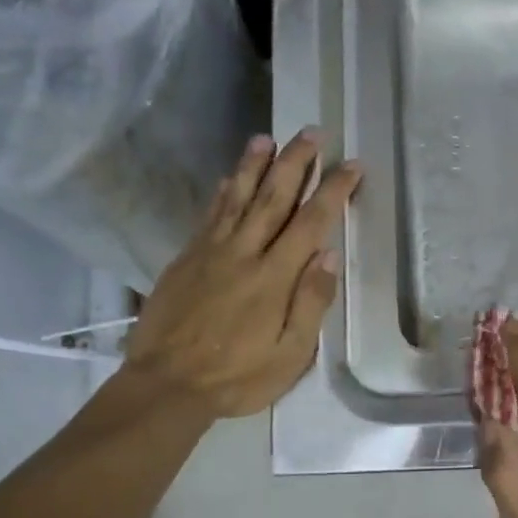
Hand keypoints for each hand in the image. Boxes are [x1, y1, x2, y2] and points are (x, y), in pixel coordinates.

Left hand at [125, 128, 360, 417]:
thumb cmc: (237, 377)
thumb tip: (327, 256)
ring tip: (267, 138)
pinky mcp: (186, 259)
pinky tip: (230, 178)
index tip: (351, 165)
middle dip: (295, 163)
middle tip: (311, 132)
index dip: (333, 191)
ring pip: (237, 199)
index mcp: (274, 278)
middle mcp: (244, 254)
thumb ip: (310, 304)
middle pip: (273, 198)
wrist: (166, 384)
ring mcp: (211, 253)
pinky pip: (209, 216)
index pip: (310, 223)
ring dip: (254, 166)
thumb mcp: (290, 355)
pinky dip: (223, 193)